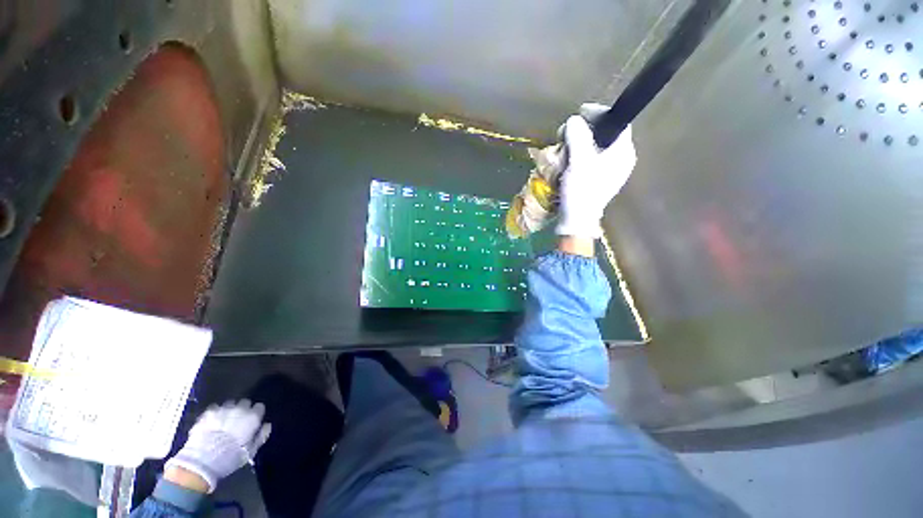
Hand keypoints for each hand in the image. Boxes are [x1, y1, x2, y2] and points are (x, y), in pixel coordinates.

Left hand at [165, 399, 270, 492]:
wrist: (202, 461)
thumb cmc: (230, 458)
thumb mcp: (250, 452)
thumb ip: (261, 436)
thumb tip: (267, 425)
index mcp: (252, 417)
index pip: (259, 407)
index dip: (256, 414)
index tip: (253, 421)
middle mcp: (240, 409)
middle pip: (245, 402)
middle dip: (243, 409)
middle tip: (239, 421)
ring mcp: (223, 409)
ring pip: (230, 403)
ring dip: (230, 410)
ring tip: (225, 421)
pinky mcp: (208, 413)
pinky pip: (215, 408)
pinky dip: (216, 413)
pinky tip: (213, 422)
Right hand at [556, 104, 636, 238]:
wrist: (577, 220)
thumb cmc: (581, 190)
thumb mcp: (579, 161)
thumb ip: (578, 136)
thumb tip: (575, 120)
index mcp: (623, 153)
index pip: (618, 122)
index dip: (599, 113)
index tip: (581, 112)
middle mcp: (621, 160)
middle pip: (605, 134)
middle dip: (585, 130)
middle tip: (568, 132)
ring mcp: (610, 172)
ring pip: (596, 148)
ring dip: (579, 144)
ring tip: (564, 147)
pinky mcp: (599, 180)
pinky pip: (591, 160)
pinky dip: (579, 156)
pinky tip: (567, 160)